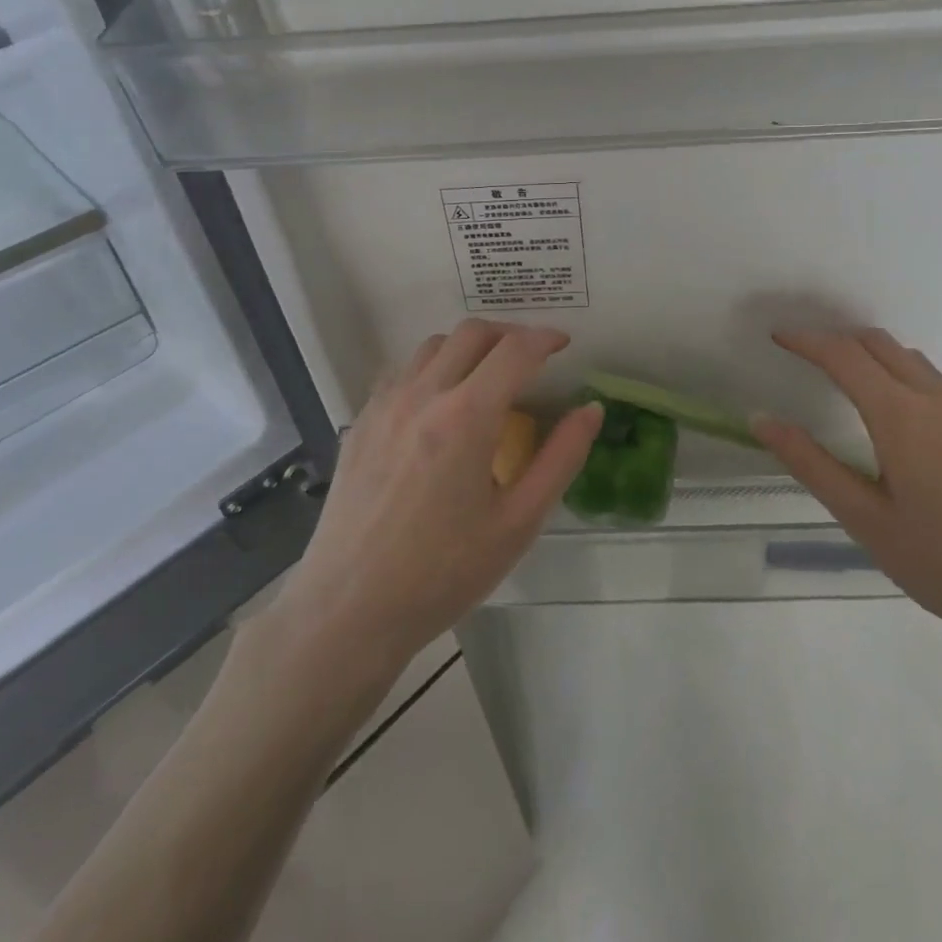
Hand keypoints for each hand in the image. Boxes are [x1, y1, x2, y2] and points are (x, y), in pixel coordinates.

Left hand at [276, 320, 603, 670]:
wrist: (350, 608)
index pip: (514, 350)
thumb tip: (590, 410)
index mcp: (467, 416)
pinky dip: (430, 368)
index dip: (545, 338)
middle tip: (530, 358)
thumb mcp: (518, 522)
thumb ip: (560, 458)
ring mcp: (384, 405)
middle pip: (471, 333)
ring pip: (432, 346)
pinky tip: (438, 405)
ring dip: (468, 348)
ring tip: (486, 378)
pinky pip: (401, 372)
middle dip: (509, 334)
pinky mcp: (360, 423)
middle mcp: (423, 395)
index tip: (563, 345)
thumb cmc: (444, 572)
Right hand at [751, 328, 941, 646]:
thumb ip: (810, 464)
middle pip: (878, 344)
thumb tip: (761, 420)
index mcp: (900, 415)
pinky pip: (934, 380)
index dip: (806, 340)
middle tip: (803, 355)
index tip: (776, 336)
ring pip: (910, 359)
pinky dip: (901, 373)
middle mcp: (935, 398)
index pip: (843, 355)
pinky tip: (897, 412)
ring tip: (842, 378)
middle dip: (836, 339)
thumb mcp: (864, 518)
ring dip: (871, 354)